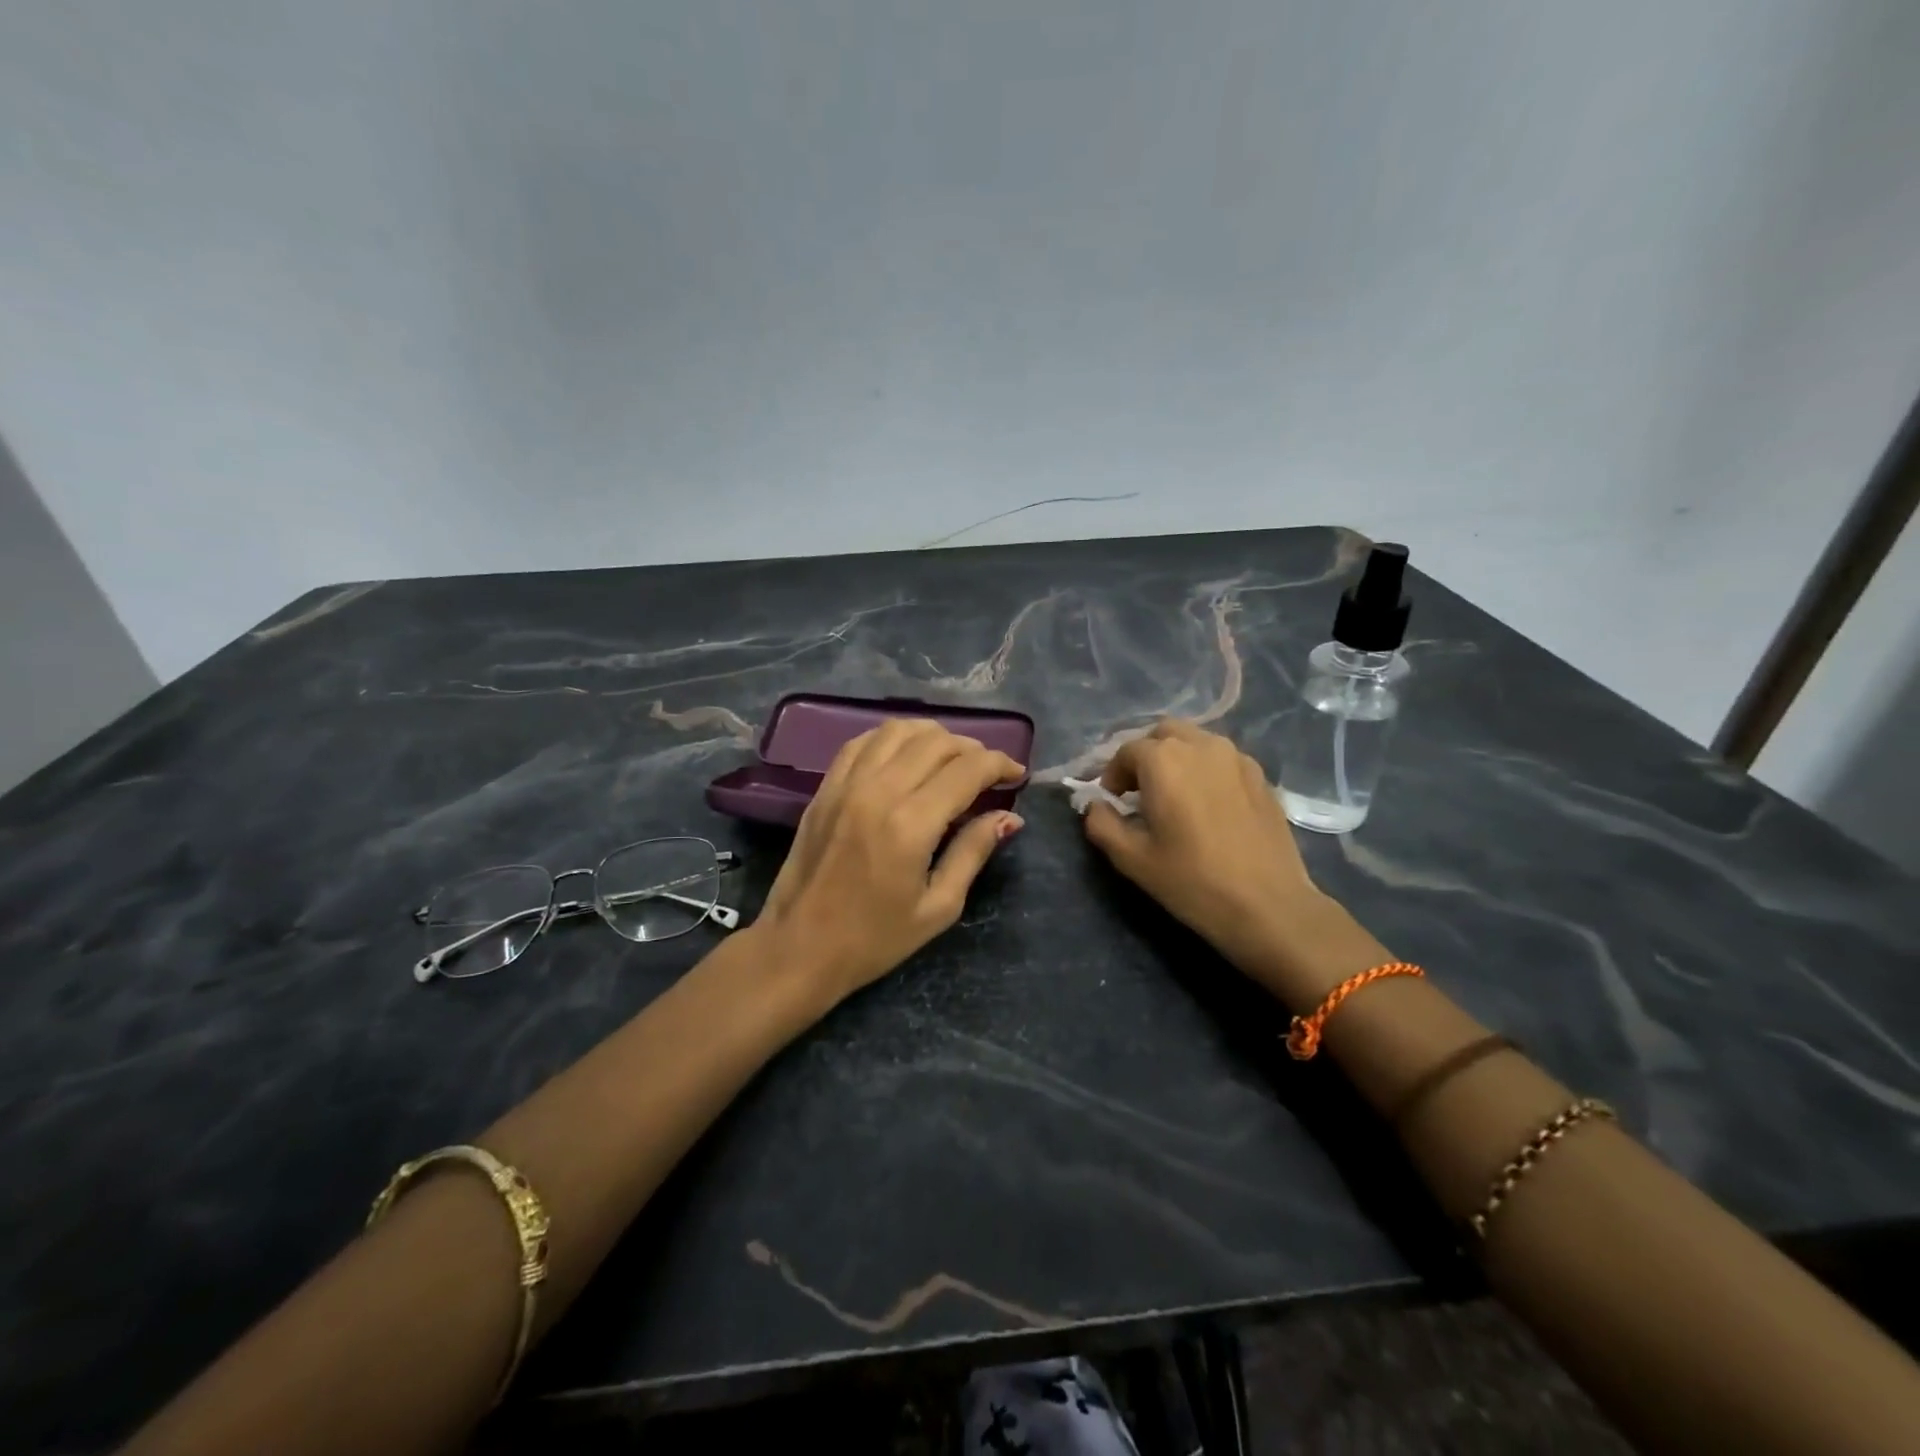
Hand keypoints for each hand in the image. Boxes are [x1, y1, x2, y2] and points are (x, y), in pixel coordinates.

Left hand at [754, 719, 1024, 1006]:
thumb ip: (974, 852)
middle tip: (987, 773)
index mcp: (911, 824)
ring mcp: (846, 784)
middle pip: (937, 741)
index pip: (968, 769)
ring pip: (898, 730)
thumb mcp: (938, 907)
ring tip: (949, 759)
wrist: (799, 948)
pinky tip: (905, 756)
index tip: (1016, 774)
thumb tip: (1009, 816)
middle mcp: (878, 791)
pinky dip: (892, 738)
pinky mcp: (825, 788)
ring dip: (933, 736)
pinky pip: (862, 741)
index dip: (1000, 764)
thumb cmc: (874, 939)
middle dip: (972, 749)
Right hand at [1082, 720, 1377, 1005]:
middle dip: (1145, 756)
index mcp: (1164, 759)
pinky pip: (1222, 758)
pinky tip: (1207, 804)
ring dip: (1176, 758)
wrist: (1269, 906)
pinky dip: (1205, 768)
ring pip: (1195, 741)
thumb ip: (1102, 824)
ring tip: (1174, 795)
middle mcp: (1201, 745)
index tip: (1112, 802)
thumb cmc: (1192, 881)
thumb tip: (1095, 806)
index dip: (1112, 775)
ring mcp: (1236, 757)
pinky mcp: (1261, 775)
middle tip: (1139, 791)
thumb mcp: (1132, 859)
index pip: (1126, 751)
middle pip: (1163, 734)